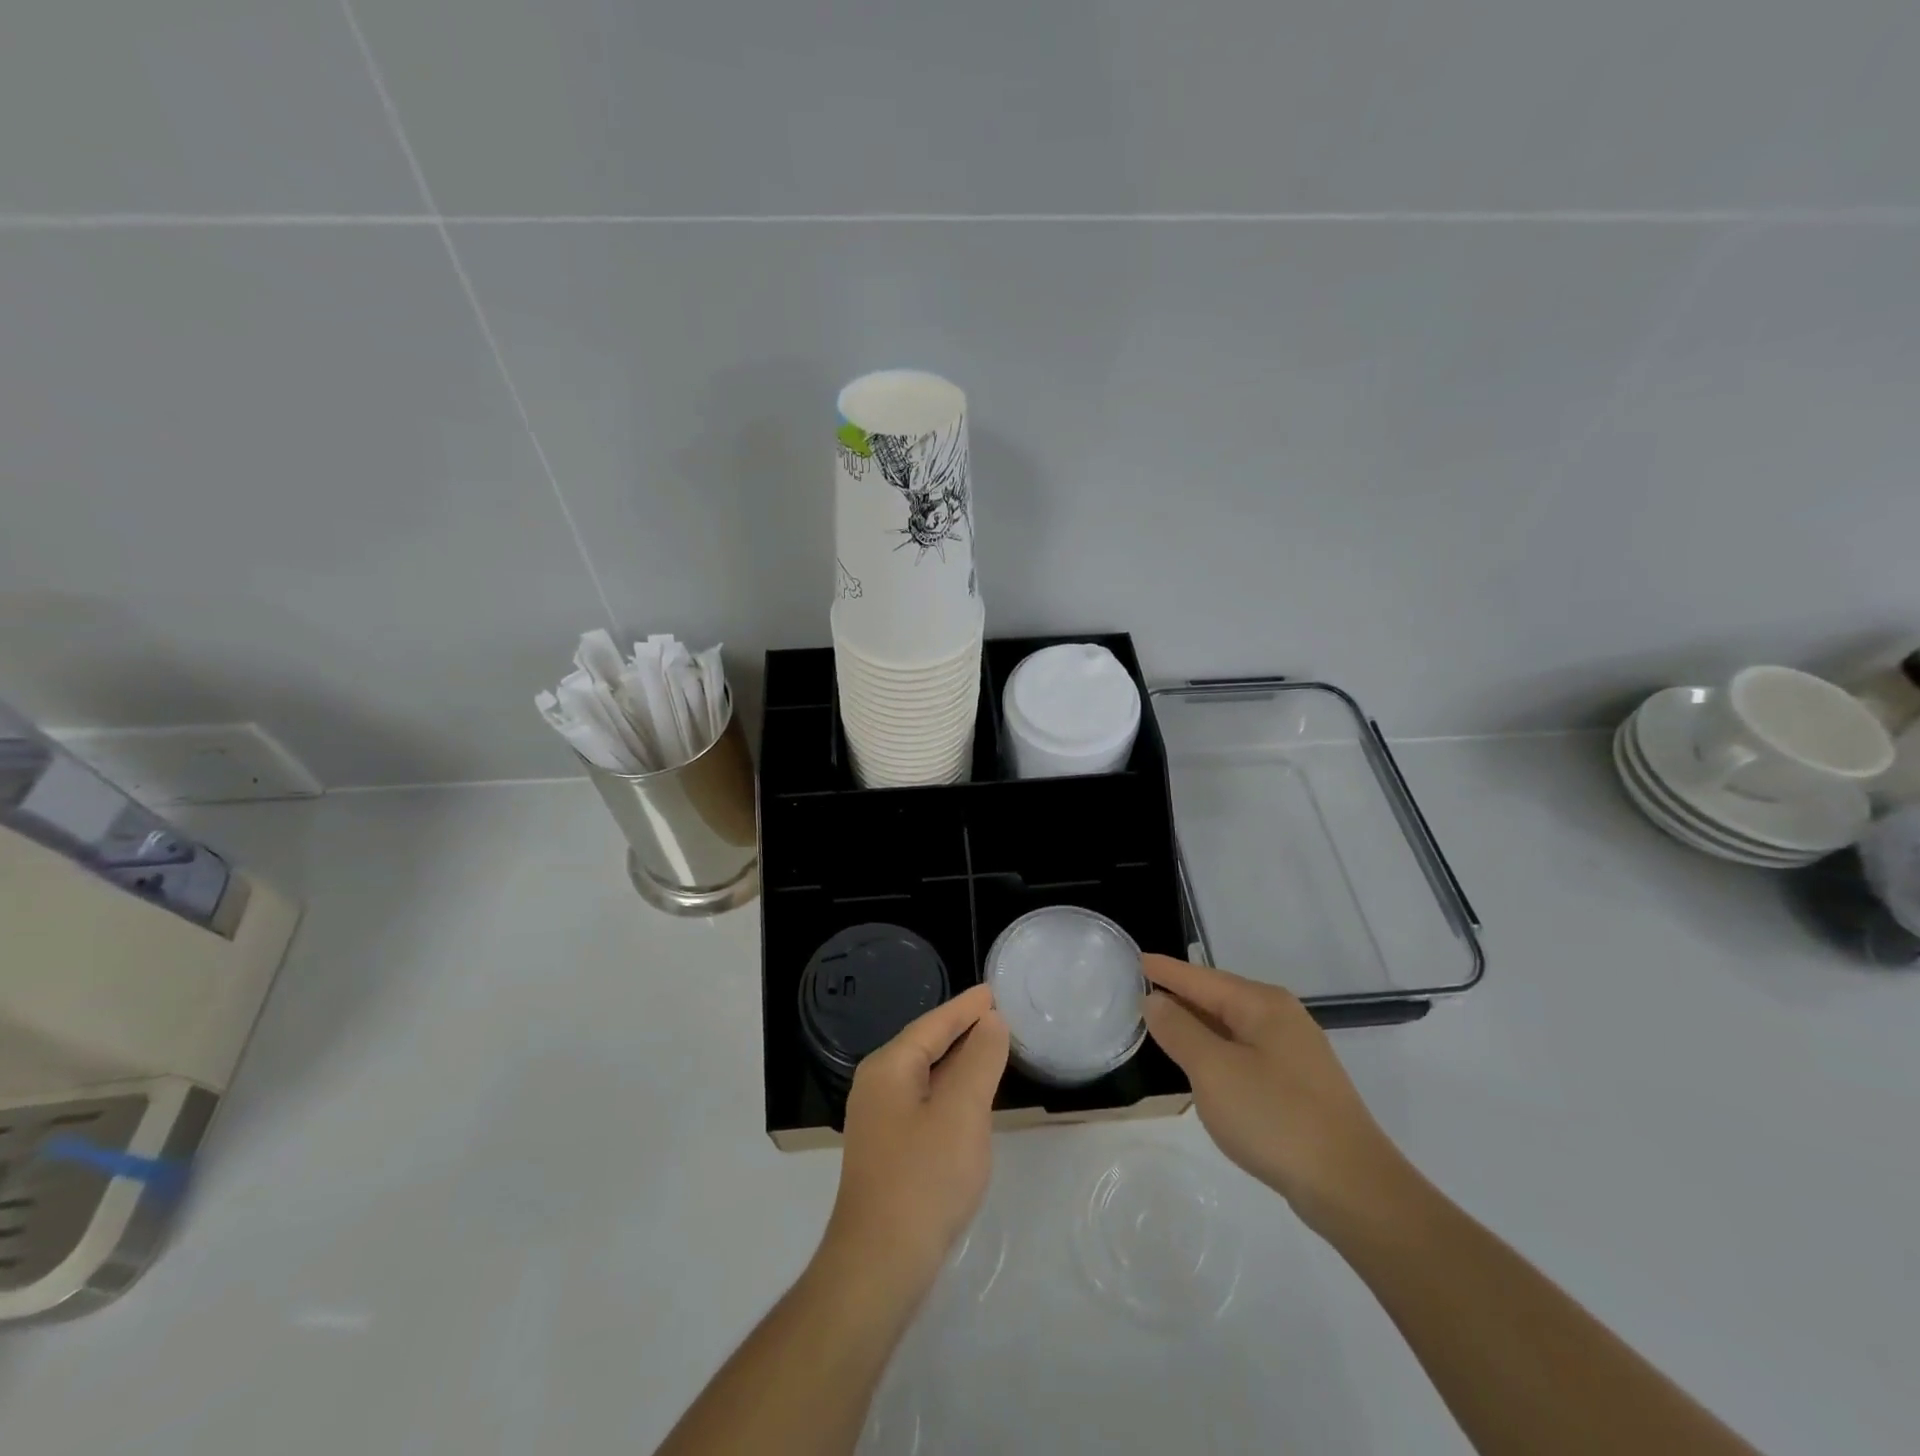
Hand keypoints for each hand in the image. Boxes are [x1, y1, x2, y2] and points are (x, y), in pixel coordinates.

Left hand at [821, 983, 1009, 1294]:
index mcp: (889, 1068)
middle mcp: (877, 1086)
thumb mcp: (962, 1112)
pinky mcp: (888, 1150)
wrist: (880, 1265)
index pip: (933, 1024)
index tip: (992, 991)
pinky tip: (970, 1101)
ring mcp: (879, 1120)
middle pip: (925, 1045)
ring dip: (957, 1061)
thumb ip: (979, 1061)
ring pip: (925, 1075)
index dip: (965, 1007)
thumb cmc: (924, 1178)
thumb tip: (991, 1022)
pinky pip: (924, 1102)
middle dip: (960, 1030)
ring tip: (990, 1048)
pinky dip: (950, 1091)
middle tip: (997, 1015)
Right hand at [1142, 955, 1407, 1232]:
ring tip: (1161, 1025)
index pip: (1201, 978)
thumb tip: (1155, 1001)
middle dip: (1181, 995)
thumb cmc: (1276, 1118)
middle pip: (1218, 997)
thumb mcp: (1214, 1071)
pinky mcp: (1298, 1084)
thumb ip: (1180, 1031)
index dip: (1166, 971)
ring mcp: (1294, 1052)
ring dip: (1197, 1025)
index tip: (1135, 959)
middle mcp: (1281, 1017)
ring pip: (1231, 1027)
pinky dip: (1216, 1051)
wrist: (1352, 1188)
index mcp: (1262, 1004)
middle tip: (1140, 993)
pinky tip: (1201, 1066)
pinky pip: (1244, 1052)